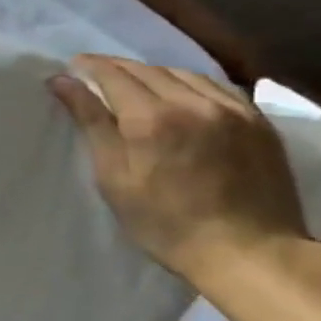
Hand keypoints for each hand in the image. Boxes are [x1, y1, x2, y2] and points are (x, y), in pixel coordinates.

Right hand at [49, 56, 309, 285]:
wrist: (251, 253)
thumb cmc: (165, 223)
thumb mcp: (114, 177)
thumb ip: (91, 122)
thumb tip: (62, 81)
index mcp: (150, 118)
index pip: (113, 75)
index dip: (89, 66)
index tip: (72, 67)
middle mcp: (192, 103)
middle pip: (147, 70)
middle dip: (117, 68)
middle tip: (96, 75)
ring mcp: (231, 109)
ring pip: (183, 73)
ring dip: (153, 73)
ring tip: (137, 85)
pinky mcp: (258, 121)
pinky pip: (216, 86)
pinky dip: (189, 83)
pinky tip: (181, 95)